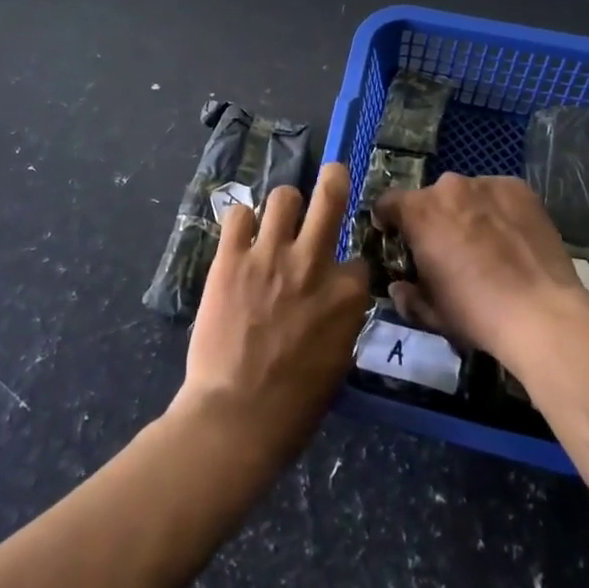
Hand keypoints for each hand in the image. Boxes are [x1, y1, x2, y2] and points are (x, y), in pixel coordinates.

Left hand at [174, 163, 369, 463]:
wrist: (236, 415)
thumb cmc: (294, 405)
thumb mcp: (338, 361)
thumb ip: (341, 319)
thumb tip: (336, 302)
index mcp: (346, 295)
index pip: (357, 258)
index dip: (349, 265)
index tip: (339, 274)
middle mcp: (312, 263)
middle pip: (330, 196)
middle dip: (335, 178)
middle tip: (333, 172)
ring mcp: (269, 255)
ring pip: (283, 196)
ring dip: (283, 205)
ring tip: (275, 219)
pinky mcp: (231, 258)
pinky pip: (238, 215)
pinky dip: (241, 222)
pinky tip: (240, 236)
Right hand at [374, 173, 588, 368]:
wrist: (541, 313)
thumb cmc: (475, 313)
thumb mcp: (431, 312)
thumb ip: (407, 295)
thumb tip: (400, 286)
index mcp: (419, 212)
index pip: (387, 202)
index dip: (387, 220)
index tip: (395, 237)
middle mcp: (449, 187)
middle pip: (430, 198)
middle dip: (432, 219)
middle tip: (447, 248)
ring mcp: (487, 184)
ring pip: (466, 194)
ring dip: (466, 212)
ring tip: (485, 243)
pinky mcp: (519, 189)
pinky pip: (498, 195)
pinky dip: (497, 210)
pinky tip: (511, 237)